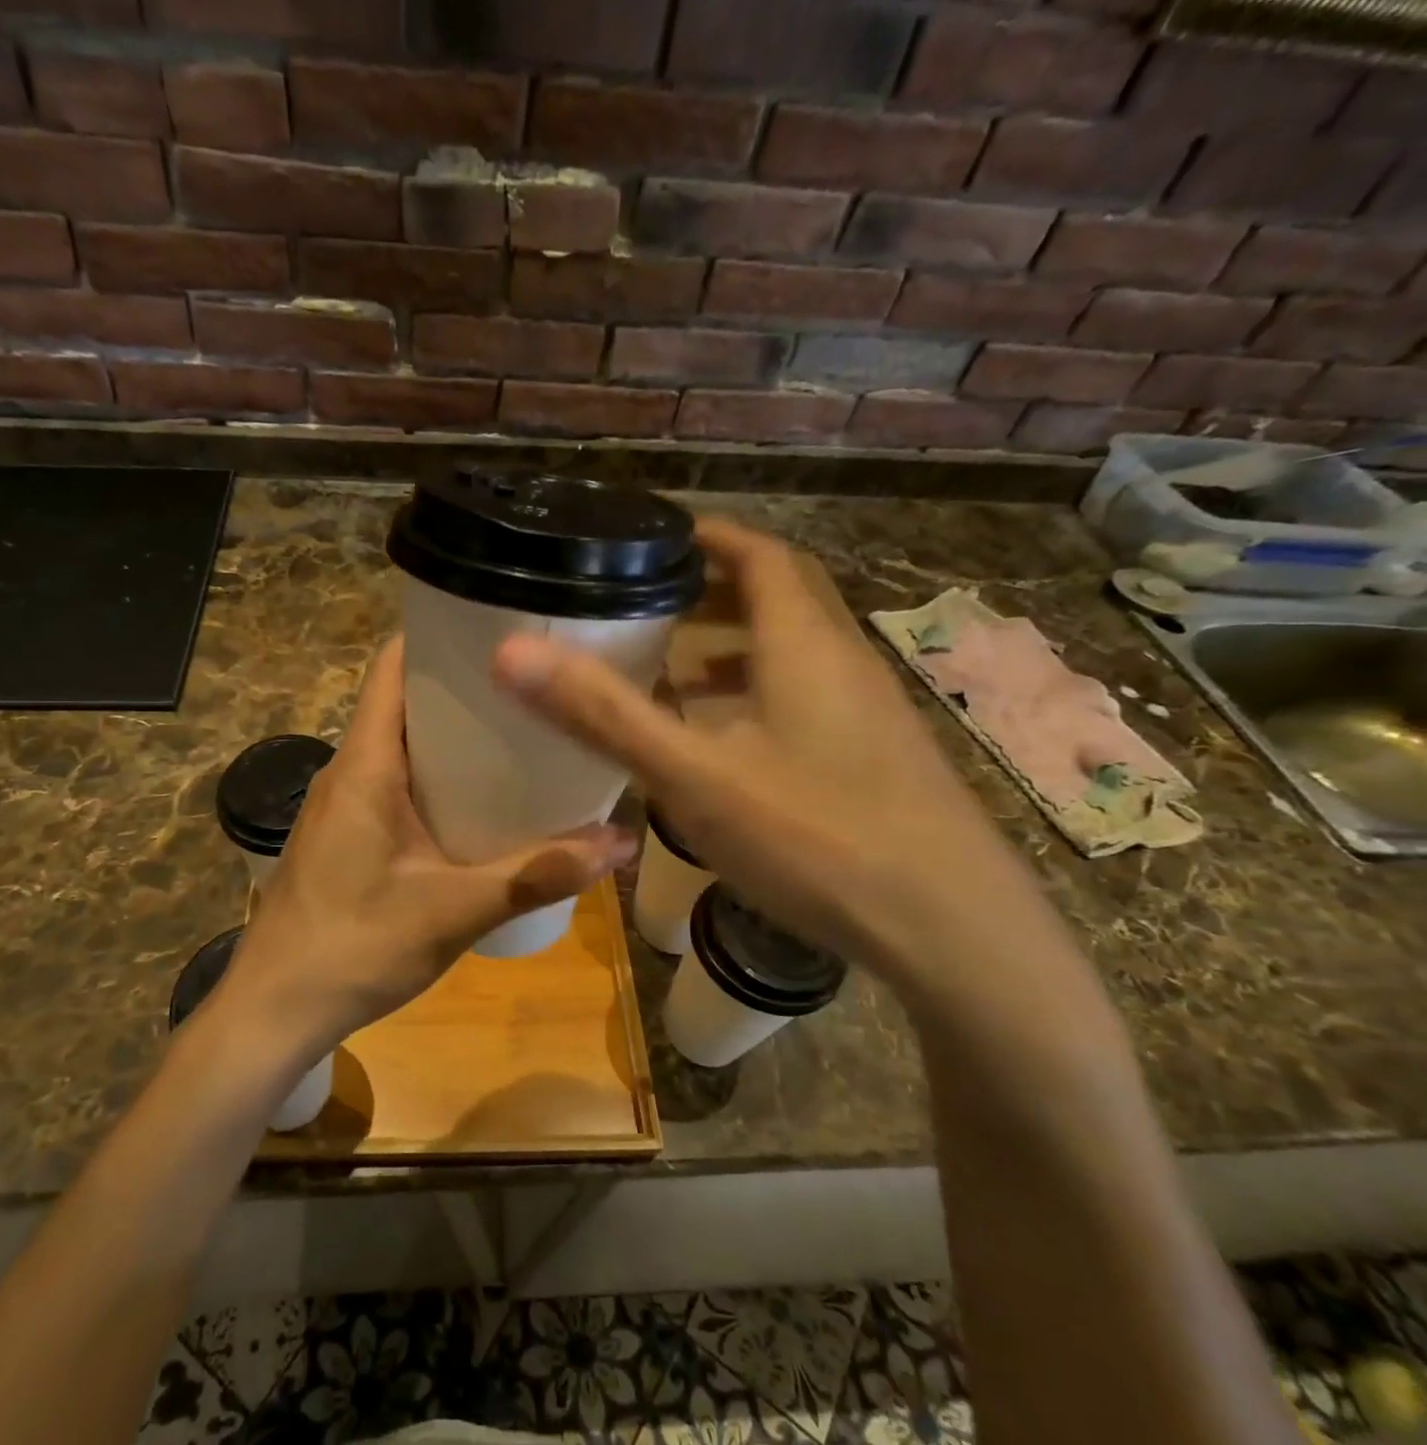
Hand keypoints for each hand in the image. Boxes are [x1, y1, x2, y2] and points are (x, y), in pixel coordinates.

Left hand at [215, 635, 635, 1061]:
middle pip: (404, 701)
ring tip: (519, 736)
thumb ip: (537, 873)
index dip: (439, 636)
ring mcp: (342, 803)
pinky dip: (436, 777)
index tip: (500, 628)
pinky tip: (480, 802)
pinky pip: (393, 782)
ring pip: (400, 745)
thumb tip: (620, 842)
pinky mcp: (344, 833)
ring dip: (452, 737)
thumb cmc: (354, 947)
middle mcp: (348, 769)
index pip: (393, 667)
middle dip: (464, 689)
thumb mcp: (455, 911)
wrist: (274, 1010)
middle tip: (533, 687)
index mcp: (365, 764)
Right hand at [490, 517, 1063, 998]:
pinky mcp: (877, 757)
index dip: (708, 536)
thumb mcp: (695, 776)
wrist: (956, 932)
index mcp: (804, 644)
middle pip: (781, 595)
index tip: (654, 536)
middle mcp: (844, 662)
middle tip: (650, 596)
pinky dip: (759, 692)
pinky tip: (727, 738)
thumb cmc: (819, 838)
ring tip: (676, 663)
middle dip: (715, 584)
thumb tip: (511, 653)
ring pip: (796, 649)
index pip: (760, 554)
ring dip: (737, 641)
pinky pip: (809, 696)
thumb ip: (604, 714)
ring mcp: (869, 712)